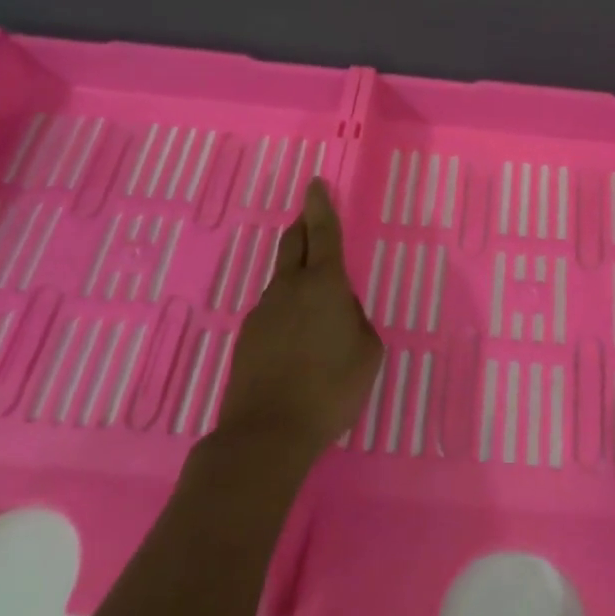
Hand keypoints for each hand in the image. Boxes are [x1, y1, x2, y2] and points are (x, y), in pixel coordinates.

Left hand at [213, 179, 383, 471]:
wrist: (267, 432)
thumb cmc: (331, 388)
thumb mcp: (368, 352)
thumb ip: (357, 321)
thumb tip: (341, 310)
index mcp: (324, 284)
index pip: (323, 232)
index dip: (321, 206)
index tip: (315, 183)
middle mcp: (289, 288)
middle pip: (293, 244)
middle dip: (303, 226)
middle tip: (309, 218)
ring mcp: (262, 312)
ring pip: (282, 280)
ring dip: (296, 274)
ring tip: (314, 299)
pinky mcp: (247, 337)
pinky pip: (273, 310)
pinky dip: (286, 310)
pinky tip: (295, 339)